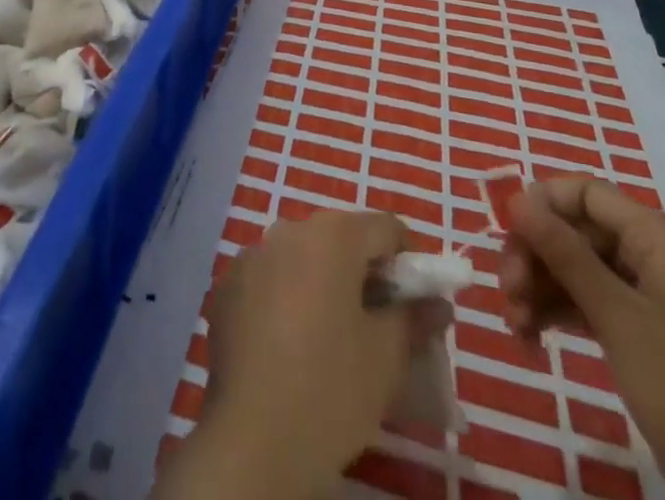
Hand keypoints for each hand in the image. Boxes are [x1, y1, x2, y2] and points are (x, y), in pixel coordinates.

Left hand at [154, 210, 447, 499]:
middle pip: (339, 238)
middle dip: (363, 271)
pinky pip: (269, 279)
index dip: (408, 258)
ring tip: (331, 335)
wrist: (254, 438)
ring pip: (301, 257)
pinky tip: (290, 345)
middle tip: (378, 322)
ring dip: (322, 282)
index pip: (384, 227)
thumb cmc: (332, 388)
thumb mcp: (387, 356)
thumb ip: (413, 318)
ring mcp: (252, 255)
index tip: (415, 299)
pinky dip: (285, 297)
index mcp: (332, 235)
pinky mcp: (227, 285)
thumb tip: (437, 304)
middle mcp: (288, 229)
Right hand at [499, 178, 664, 499]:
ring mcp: (646, 296)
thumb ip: (565, 253)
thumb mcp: (617, 316)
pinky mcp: (639, 333)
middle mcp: (651, 256)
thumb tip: (517, 199)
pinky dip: (555, 313)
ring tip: (515, 326)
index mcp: (657, 238)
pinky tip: (529, 338)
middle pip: (574, 230)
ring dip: (538, 288)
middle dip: (534, 255)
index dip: (543, 203)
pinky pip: (585, 302)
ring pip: (574, 268)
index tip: (507, 233)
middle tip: (507, 290)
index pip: (586, 192)